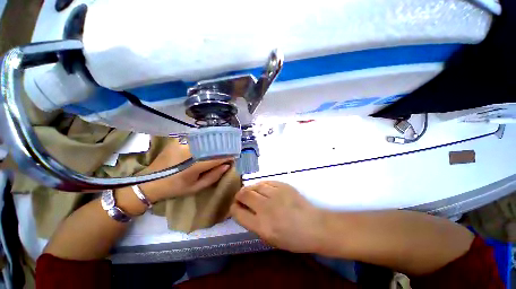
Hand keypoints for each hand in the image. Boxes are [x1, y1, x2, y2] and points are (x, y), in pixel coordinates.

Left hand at [139, 140, 231, 202]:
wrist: (149, 182)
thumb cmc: (175, 188)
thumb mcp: (196, 187)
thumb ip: (213, 176)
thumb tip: (227, 165)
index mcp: (193, 166)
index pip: (217, 157)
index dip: (228, 156)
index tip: (235, 156)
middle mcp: (189, 151)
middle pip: (212, 146)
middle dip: (223, 148)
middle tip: (230, 151)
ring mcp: (182, 143)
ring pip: (205, 140)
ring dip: (215, 144)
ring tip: (220, 147)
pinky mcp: (178, 140)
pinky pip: (196, 138)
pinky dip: (205, 141)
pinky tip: (207, 144)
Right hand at [231, 181, 325, 252]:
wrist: (313, 226)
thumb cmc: (292, 238)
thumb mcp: (269, 239)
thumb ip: (254, 224)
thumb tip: (243, 211)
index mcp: (261, 226)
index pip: (238, 213)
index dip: (233, 208)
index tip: (235, 207)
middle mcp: (266, 208)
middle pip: (244, 194)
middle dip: (239, 195)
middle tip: (240, 197)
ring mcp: (275, 194)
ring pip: (255, 186)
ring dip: (250, 189)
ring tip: (250, 192)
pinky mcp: (283, 186)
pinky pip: (266, 182)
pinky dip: (261, 185)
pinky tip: (262, 188)